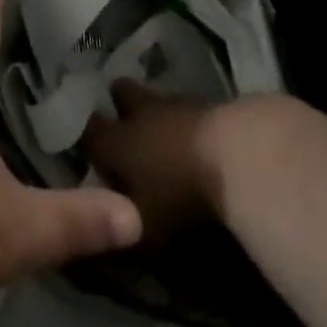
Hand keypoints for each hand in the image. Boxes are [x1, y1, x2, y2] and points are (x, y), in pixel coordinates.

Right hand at [82, 81, 240, 241]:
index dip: (87, 138)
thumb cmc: (182, 199)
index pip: (89, 130)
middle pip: (121, 93)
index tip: (90, 150)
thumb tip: (102, 229)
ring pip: (156, 97)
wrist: (239, 157)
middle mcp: (141, 113)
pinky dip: (187, 121)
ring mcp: (176, 103)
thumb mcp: (146, 233)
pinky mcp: (209, 101)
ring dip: (157, 114)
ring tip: (165, 137)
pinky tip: (196, 140)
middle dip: (120, 105)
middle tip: (126, 128)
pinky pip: (187, 107)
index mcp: (117, 142)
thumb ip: (120, 229)